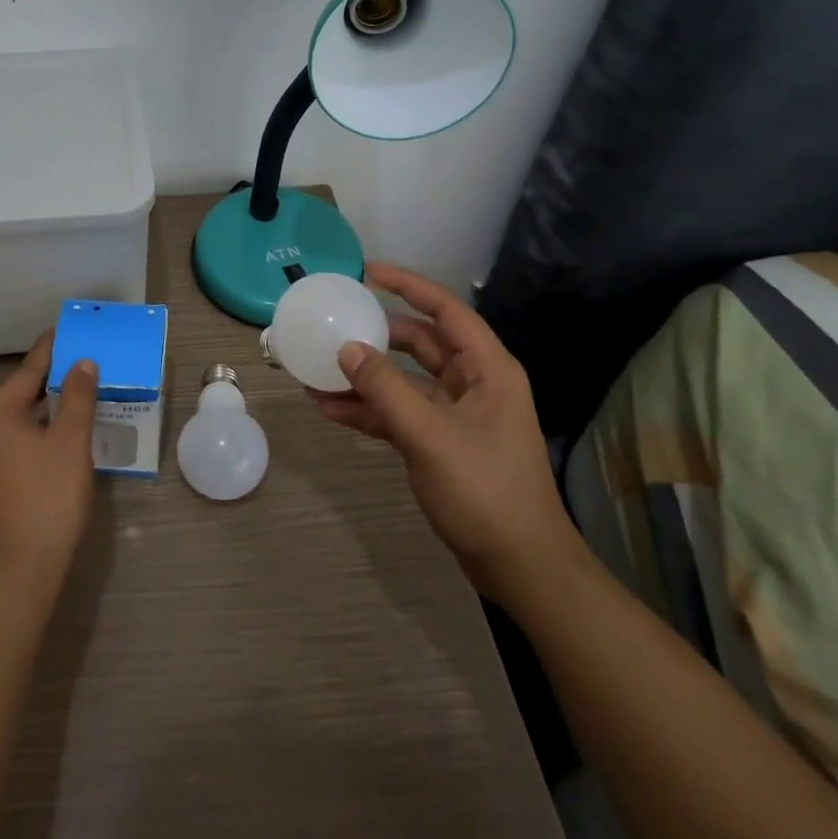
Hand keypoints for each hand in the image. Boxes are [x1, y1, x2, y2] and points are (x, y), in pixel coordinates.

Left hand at [0, 334, 98, 595]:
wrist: (11, 579)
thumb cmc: (46, 501)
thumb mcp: (71, 444)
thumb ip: (77, 398)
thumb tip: (81, 363)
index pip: (28, 371)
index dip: (49, 351)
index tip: (63, 333)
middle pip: (15, 400)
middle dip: (45, 388)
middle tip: (75, 376)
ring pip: (7, 430)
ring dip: (35, 419)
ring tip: (65, 414)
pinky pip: (1, 456)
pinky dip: (23, 446)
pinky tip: (44, 457)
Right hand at [313, 262, 583, 606]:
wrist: (520, 567)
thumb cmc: (486, 491)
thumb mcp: (430, 436)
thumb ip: (385, 389)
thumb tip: (346, 348)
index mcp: (486, 369)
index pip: (445, 310)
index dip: (408, 285)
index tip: (367, 271)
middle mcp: (472, 383)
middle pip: (420, 342)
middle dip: (377, 333)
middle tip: (335, 320)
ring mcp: (455, 414)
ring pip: (404, 379)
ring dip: (365, 375)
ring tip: (317, 367)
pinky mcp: (440, 442)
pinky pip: (398, 412)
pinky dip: (367, 409)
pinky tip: (328, 408)